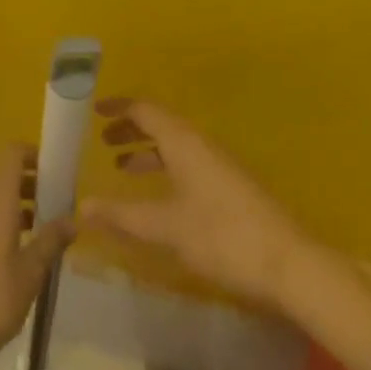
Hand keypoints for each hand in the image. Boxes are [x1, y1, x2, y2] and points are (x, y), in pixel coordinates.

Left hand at [0, 146, 72, 369]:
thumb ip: (52, 240)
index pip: (12, 153)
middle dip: (31, 183)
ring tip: (42, 231)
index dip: (33, 154)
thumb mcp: (31, 272)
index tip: (55, 171)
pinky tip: (17, 254)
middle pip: (4, 176)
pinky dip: (2, 222)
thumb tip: (73, 218)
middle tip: (55, 203)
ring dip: (18, 205)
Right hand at [81, 98, 314, 312]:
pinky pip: (187, 162)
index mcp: (184, 141)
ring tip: (122, 168)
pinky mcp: (228, 186)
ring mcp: (218, 164)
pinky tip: (159, 196)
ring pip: (175, 144)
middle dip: (131, 129)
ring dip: (147, 151)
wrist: (289, 263)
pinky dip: (165, 168)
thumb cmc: (223, 236)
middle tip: (102, 141)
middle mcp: (200, 143)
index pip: (146, 110)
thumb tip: (81, 207)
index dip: (119, 106)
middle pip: (160, 124)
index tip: (93, 109)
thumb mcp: (167, 227)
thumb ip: (123, 216)